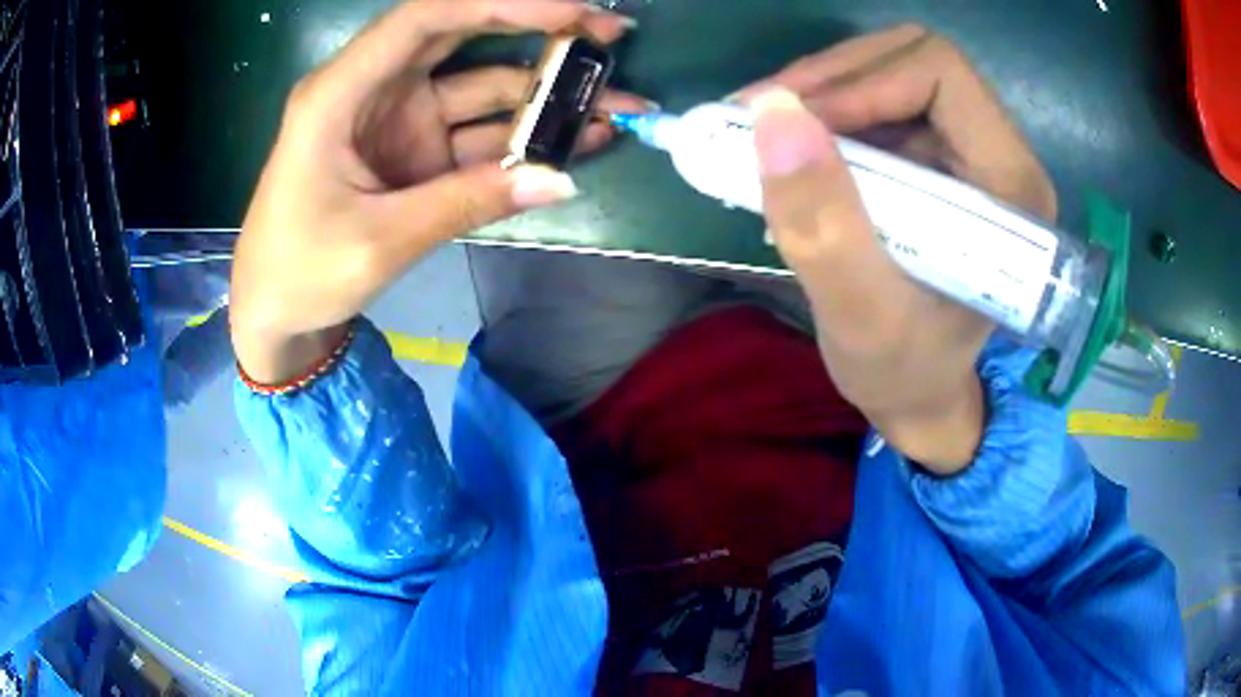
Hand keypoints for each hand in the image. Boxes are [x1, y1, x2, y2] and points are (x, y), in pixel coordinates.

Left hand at [231, 0, 649, 384]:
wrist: (276, 312)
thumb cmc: (300, 273)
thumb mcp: (379, 242)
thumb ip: (466, 204)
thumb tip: (560, 180)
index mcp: (339, 94)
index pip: (424, 19)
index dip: (500, 5)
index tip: (572, 14)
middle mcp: (374, 90)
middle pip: (462, 35)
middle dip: (538, 30)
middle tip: (610, 34)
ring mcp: (400, 119)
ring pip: (482, 86)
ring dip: (545, 94)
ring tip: (616, 105)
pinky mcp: (418, 151)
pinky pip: (479, 132)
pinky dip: (525, 138)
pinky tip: (576, 140)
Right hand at [740, 26, 1056, 473]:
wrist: (916, 392)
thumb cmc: (903, 369)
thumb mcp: (860, 315)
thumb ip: (822, 224)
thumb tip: (772, 113)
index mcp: (1011, 188)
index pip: (941, 75)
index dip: (863, 82)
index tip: (796, 127)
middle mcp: (1000, 156)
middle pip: (913, 60)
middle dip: (831, 78)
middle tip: (763, 116)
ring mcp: (967, 153)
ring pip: (890, 73)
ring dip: (820, 93)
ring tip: (764, 132)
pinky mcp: (937, 158)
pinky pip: (877, 103)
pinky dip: (824, 114)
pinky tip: (791, 150)